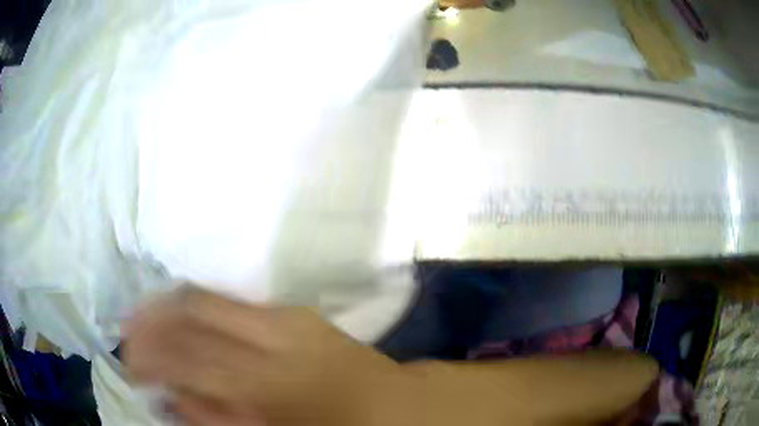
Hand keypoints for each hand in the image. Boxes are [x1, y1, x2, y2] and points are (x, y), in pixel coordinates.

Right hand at [124, 286, 403, 425]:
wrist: (391, 401)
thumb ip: (217, 417)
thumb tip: (171, 396)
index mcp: (271, 378)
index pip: (191, 356)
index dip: (151, 357)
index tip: (128, 363)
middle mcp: (275, 332)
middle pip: (193, 308)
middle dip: (151, 319)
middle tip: (128, 336)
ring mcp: (286, 313)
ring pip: (207, 294)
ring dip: (167, 306)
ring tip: (142, 322)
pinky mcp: (292, 308)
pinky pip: (228, 299)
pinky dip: (194, 305)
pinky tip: (177, 318)